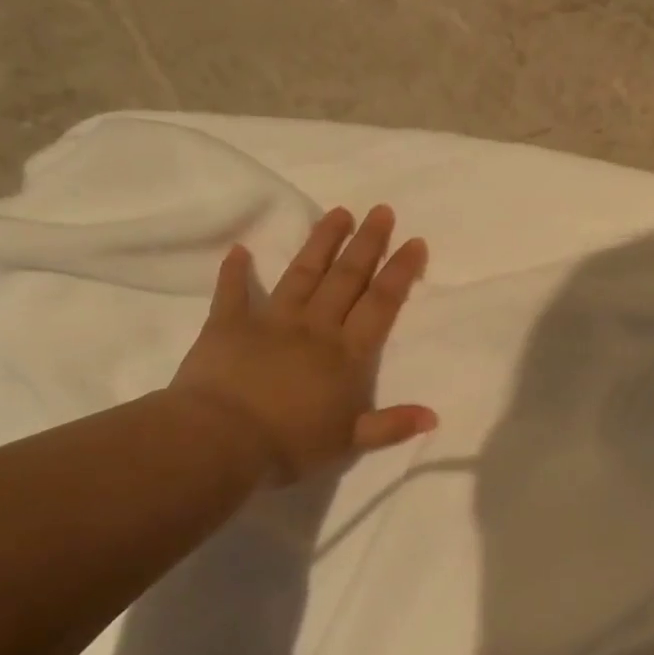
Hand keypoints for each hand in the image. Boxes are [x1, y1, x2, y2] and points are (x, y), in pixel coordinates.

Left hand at [170, 206, 436, 482]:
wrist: (220, 441)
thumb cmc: (290, 443)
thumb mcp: (349, 442)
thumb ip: (391, 425)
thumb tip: (433, 416)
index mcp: (346, 353)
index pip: (381, 303)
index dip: (400, 271)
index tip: (414, 241)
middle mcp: (315, 327)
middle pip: (347, 278)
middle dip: (367, 243)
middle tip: (382, 211)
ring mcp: (271, 321)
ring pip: (303, 274)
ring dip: (322, 242)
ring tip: (339, 213)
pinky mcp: (228, 325)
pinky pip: (232, 293)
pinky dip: (235, 272)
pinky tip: (240, 250)